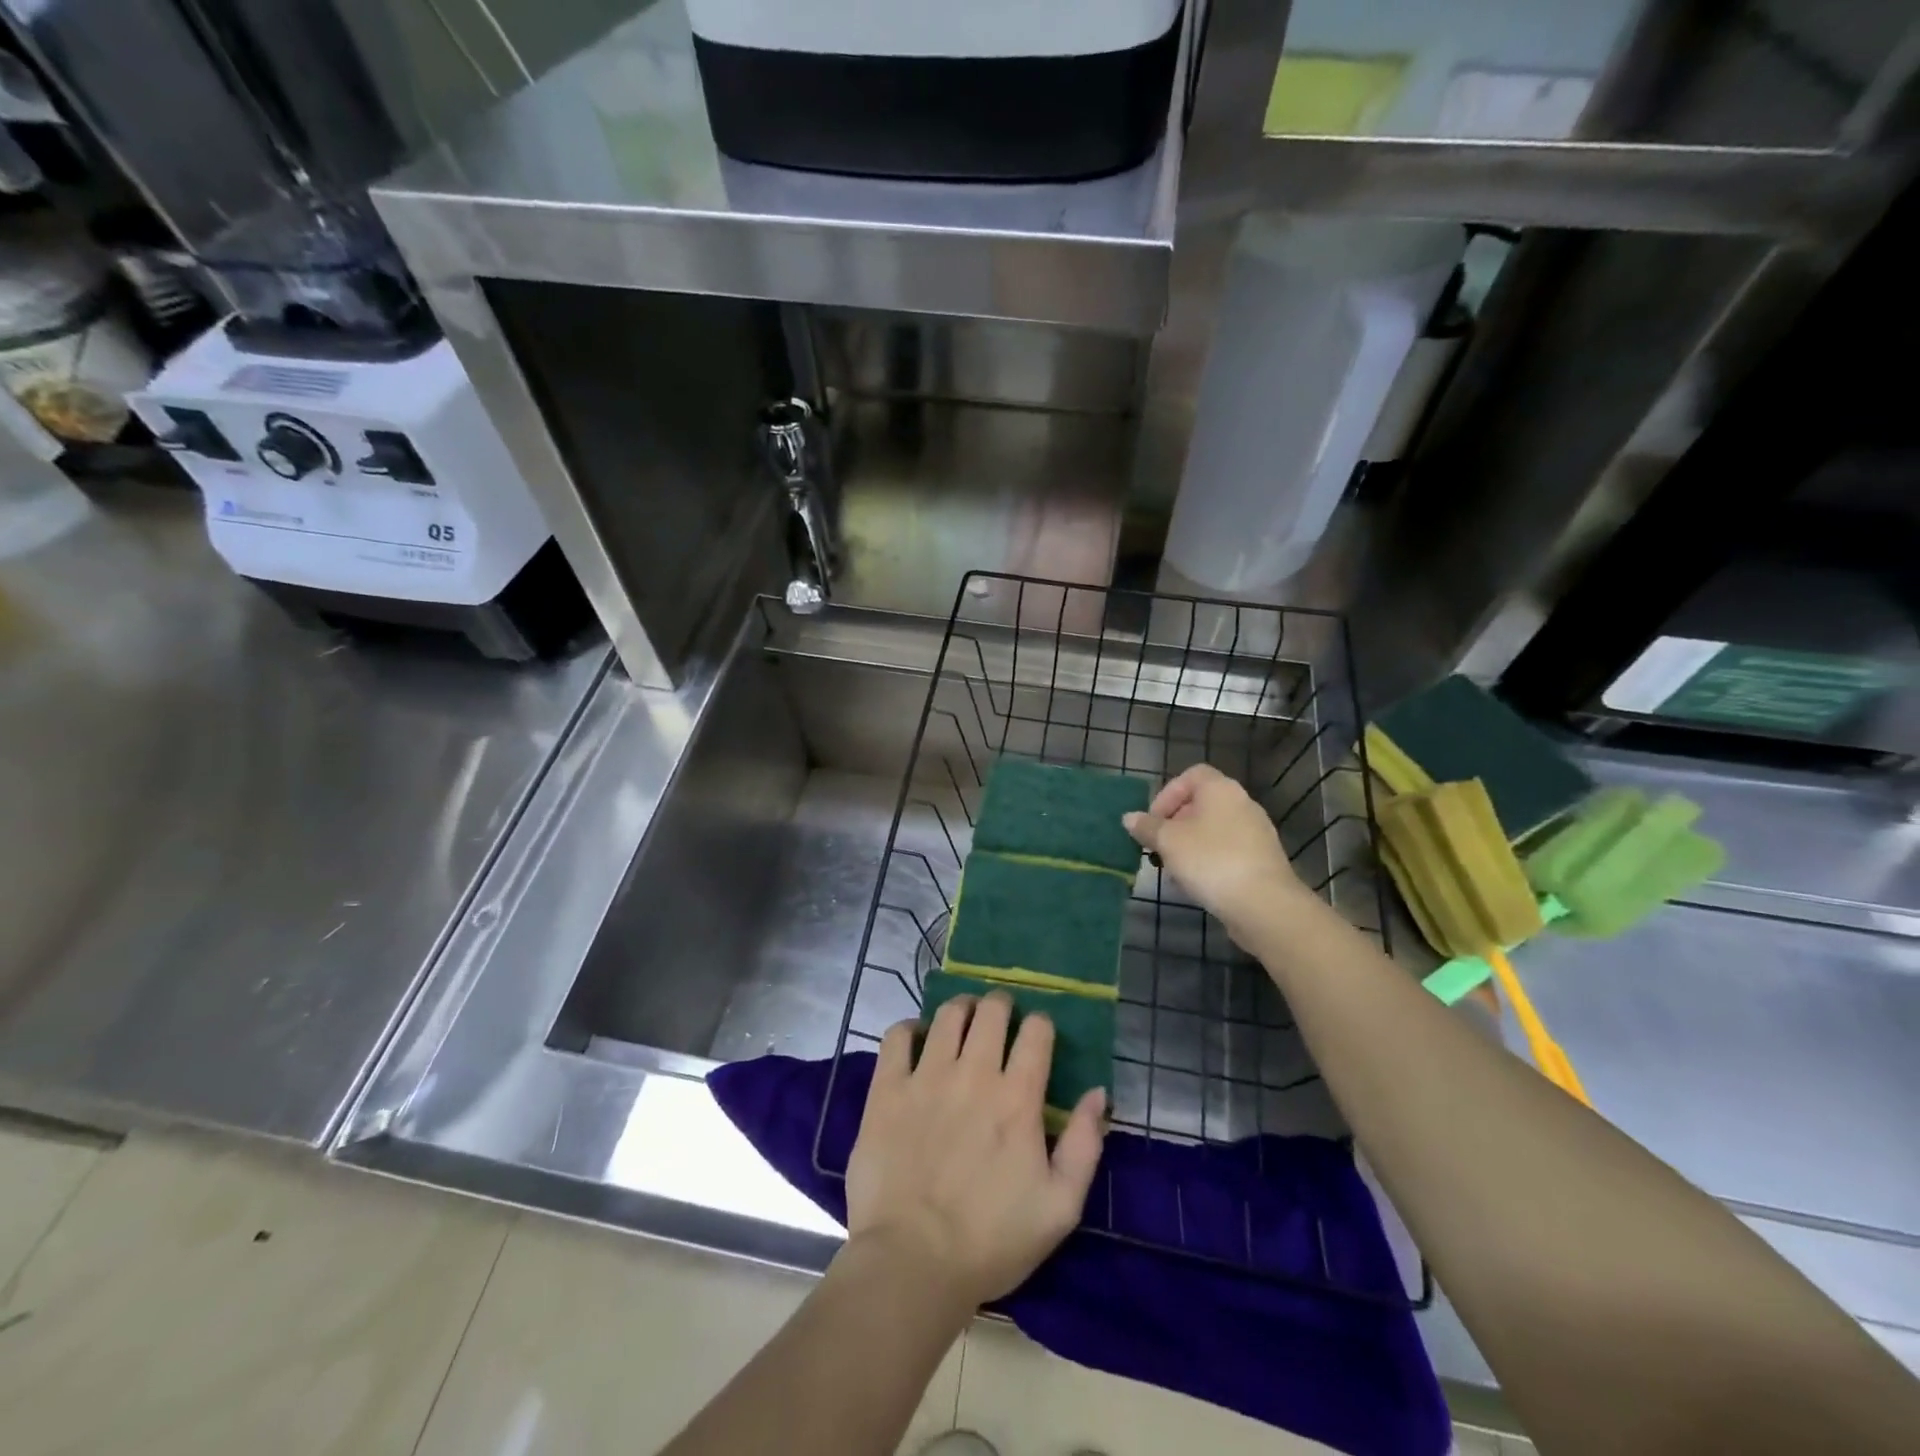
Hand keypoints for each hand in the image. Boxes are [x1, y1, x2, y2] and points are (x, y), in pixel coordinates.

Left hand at [845, 993, 1105, 1311]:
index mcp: (1017, 1099)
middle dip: (1001, 1005)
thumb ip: (1084, 1145)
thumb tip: (1098, 1093)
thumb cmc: (991, 1241)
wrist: (911, 1263)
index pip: (1036, 1032)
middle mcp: (974, 1074)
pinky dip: (909, 1028)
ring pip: (947, 1015)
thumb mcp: (1060, 1207)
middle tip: (1000, 1015)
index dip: (1041, 1024)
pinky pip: (897, 1037)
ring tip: (963, 1017)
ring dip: (961, 1008)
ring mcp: (926, 1077)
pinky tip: (916, 1039)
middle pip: (991, 1012)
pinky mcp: (888, 1090)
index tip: (1038, 1032)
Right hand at [1124, 764, 1309, 942]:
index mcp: (1221, 789)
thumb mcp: (1168, 841)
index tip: (1153, 821)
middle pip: (1201, 804)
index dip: (1167, 794)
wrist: (1263, 904)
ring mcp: (1256, 832)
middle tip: (1159, 848)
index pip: (1191, 776)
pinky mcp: (1262, 859)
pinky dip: (1209, 861)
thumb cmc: (1211, 860)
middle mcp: (1242, 803)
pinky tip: (1197, 884)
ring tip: (1174, 870)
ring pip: (1213, 830)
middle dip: (1175, 825)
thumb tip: (1130, 818)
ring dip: (1189, 846)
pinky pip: (1227, 851)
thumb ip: (1147, 827)